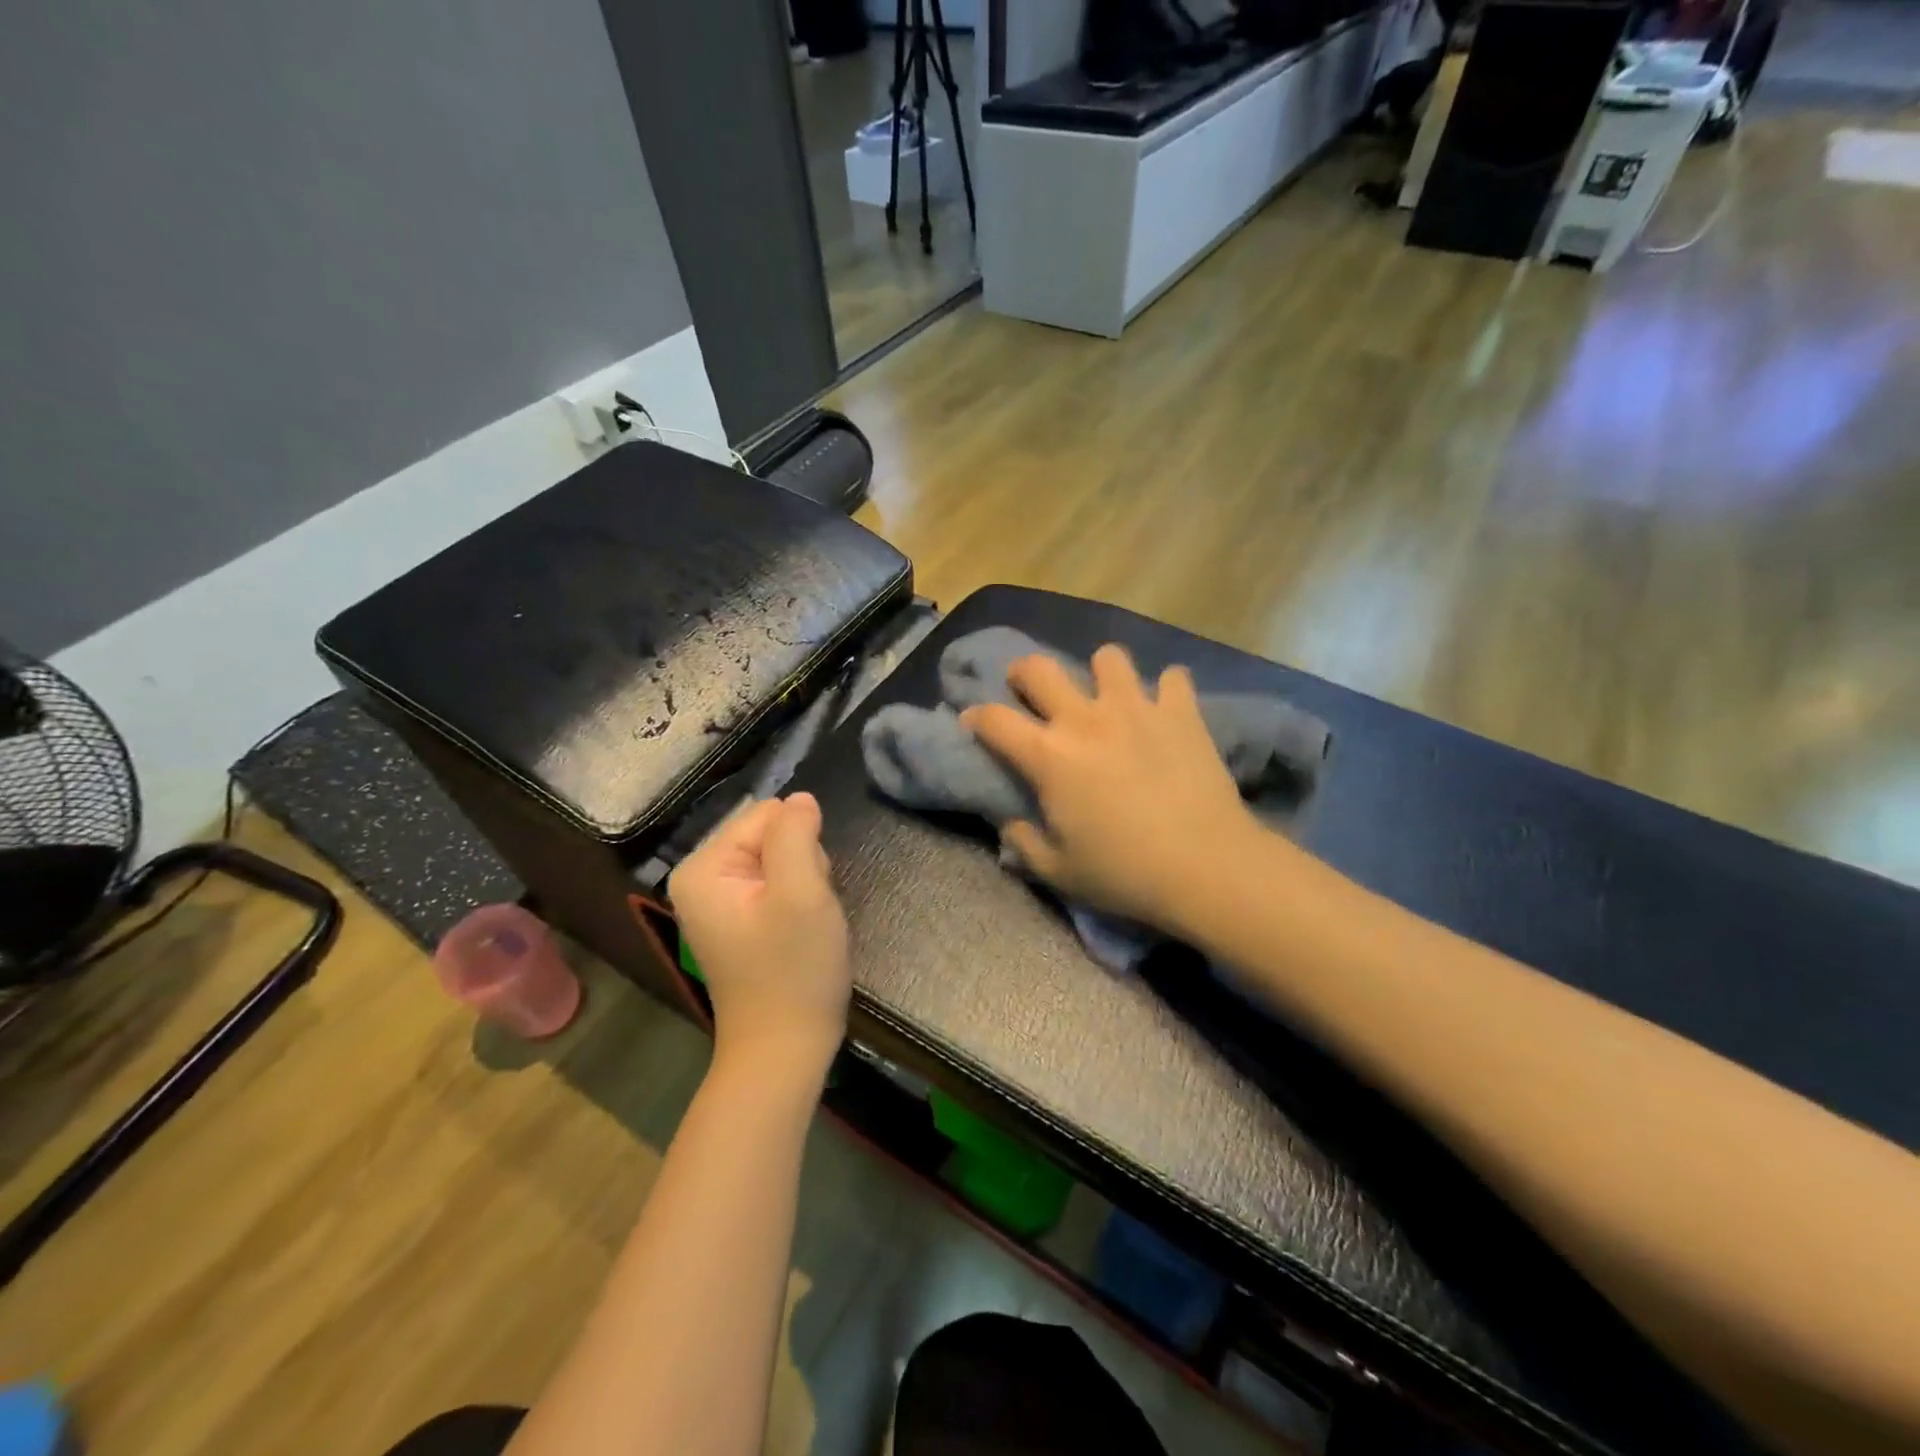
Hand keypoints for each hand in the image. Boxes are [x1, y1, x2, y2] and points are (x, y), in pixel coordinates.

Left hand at [669, 793, 850, 1078]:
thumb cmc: (794, 971)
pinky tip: (800, 932)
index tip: (806, 889)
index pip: (766, 815)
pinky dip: (797, 901)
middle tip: (807, 910)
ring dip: (804, 884)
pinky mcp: (738, 920)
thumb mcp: (802, 893)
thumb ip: (797, 835)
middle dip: (802, 864)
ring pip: (780, 859)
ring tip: (805, 925)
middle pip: (770, 835)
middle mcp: (701, 878)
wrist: (785, 1049)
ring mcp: (718, 902)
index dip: (800, 844)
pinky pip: (776, 884)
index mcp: (703, 867)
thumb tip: (801, 799)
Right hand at [961, 645, 1263, 929]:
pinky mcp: (1181, 712)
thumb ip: (1023, 844)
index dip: (975, 716)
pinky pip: (1172, 677)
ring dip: (1102, 673)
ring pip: (1108, 658)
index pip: (993, 720)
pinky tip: (1167, 711)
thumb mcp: (1058, 872)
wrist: (1206, 867)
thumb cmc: (1124, 873)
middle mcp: (1085, 719)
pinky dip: (1166, 690)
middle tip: (1031, 692)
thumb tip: (1010, 825)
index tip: (974, 723)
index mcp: (1048, 757)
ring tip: (1109, 697)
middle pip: (1039, 668)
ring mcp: (1136, 708)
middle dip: (1024, 673)